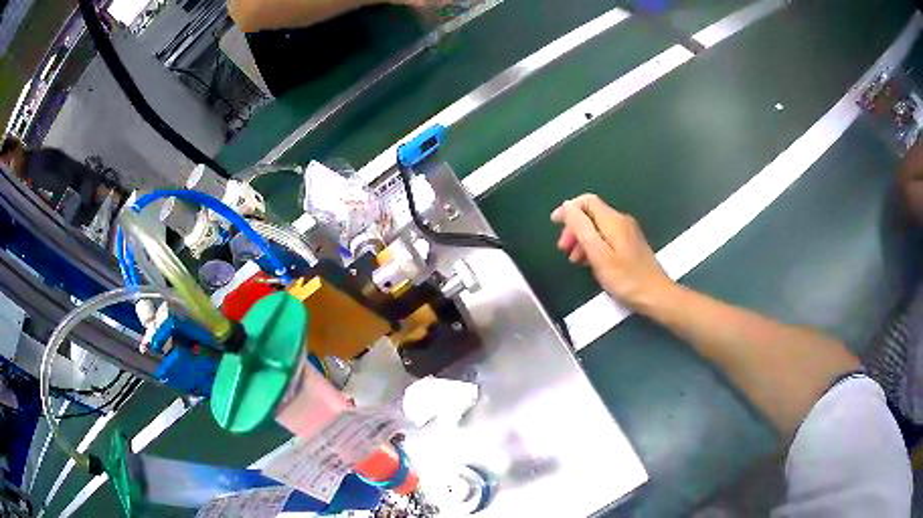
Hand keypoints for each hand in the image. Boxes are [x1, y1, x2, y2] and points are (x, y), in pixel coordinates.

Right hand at [551, 194, 672, 309]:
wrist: (655, 295)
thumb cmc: (625, 278)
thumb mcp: (598, 254)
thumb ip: (582, 228)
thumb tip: (567, 206)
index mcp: (613, 220)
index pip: (587, 201)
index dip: (568, 209)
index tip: (554, 225)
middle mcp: (621, 221)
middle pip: (591, 214)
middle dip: (574, 227)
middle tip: (563, 249)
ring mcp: (627, 233)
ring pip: (598, 227)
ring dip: (582, 239)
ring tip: (574, 260)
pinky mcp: (630, 245)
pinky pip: (606, 237)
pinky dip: (594, 246)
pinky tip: (590, 263)